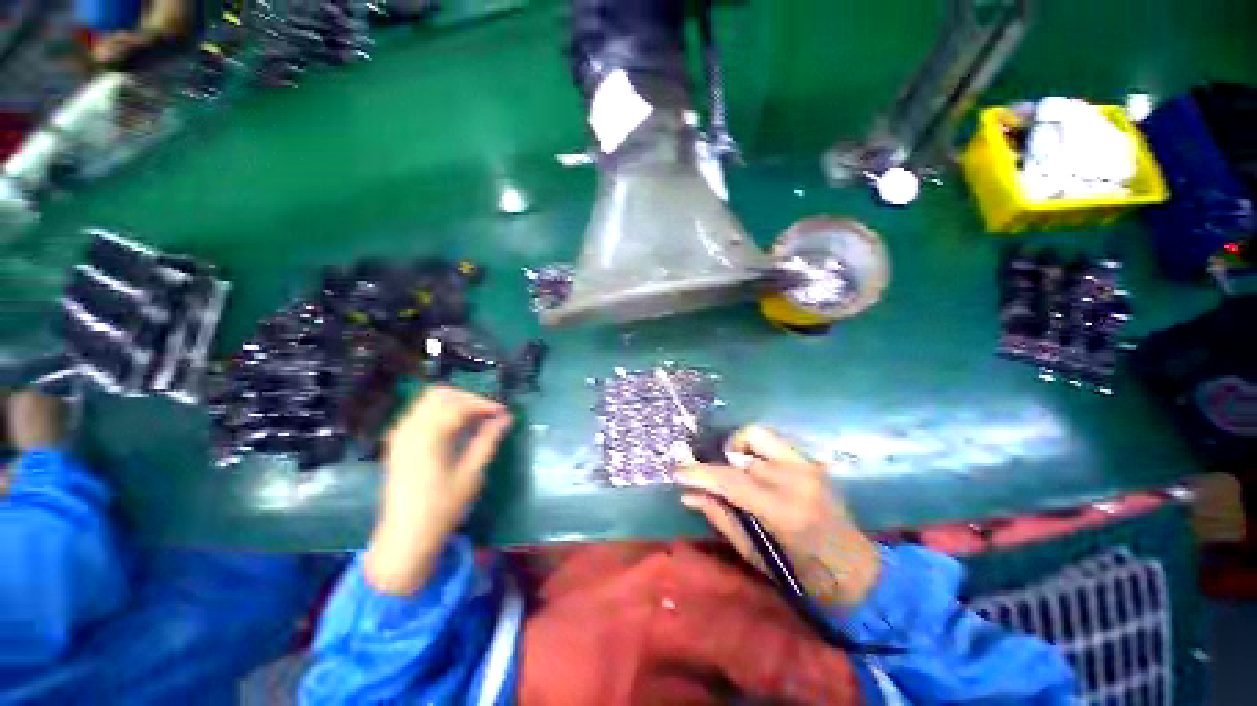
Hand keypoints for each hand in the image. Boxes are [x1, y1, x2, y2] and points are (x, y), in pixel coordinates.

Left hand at [363, 386, 511, 594]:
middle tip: (489, 414)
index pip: (459, 405)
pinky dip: (441, 413)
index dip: (484, 405)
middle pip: (441, 395)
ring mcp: (400, 435)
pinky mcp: (398, 443)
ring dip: (455, 403)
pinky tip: (456, 429)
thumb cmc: (442, 508)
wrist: (405, 538)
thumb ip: (488, 440)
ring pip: (428, 401)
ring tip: (476, 420)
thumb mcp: (471, 474)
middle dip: (469, 398)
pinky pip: (420, 414)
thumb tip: (506, 418)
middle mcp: (410, 429)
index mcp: (428, 436)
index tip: (504, 413)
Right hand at [676, 426, 879, 605]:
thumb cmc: (806, 577)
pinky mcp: (811, 460)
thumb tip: (688, 494)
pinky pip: (770, 441)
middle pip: (741, 452)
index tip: (676, 472)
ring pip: (755, 436)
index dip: (700, 473)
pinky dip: (753, 450)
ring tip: (734, 474)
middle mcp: (797, 478)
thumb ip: (722, 518)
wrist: (858, 572)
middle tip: (708, 480)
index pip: (732, 480)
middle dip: (718, 464)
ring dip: (736, 452)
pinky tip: (753, 471)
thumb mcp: (757, 556)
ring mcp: (808, 464)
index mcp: (786, 510)